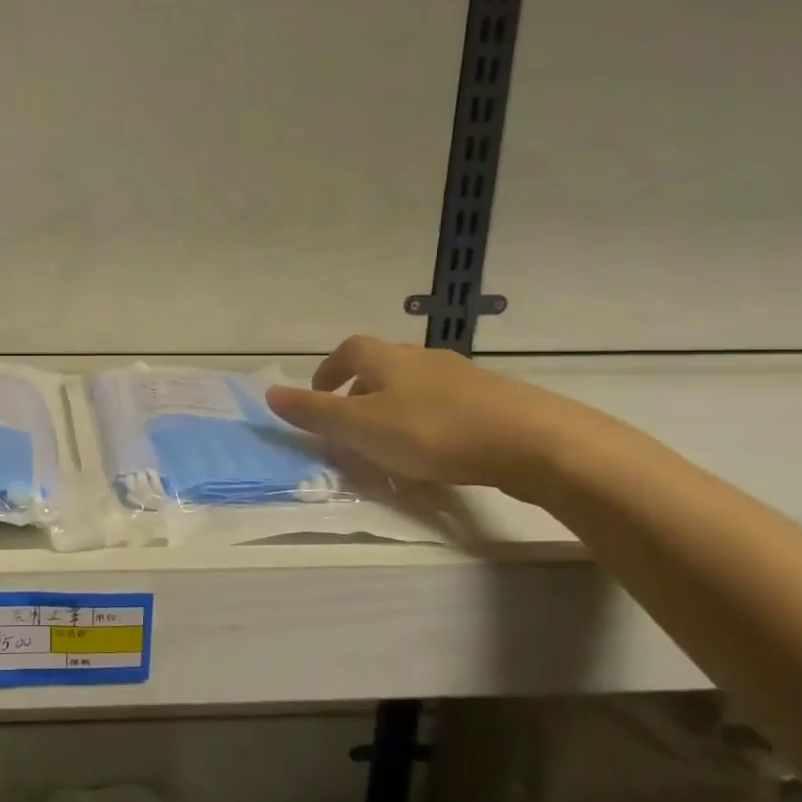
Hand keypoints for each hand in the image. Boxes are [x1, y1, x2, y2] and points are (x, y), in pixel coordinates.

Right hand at [265, 335, 579, 492]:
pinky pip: (446, 404)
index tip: (319, 396)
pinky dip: (428, 420)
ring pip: (415, 385)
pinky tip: (436, 450)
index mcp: (387, 359)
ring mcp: (462, 377)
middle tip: (350, 425)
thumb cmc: (432, 431)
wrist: (532, 441)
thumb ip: (314, 413)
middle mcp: (422, 359)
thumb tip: (268, 393)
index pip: (349, 350)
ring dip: (394, 406)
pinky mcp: (493, 401)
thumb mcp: (361, 427)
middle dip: (360, 390)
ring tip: (390, 442)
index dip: (329, 370)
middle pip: (382, 365)